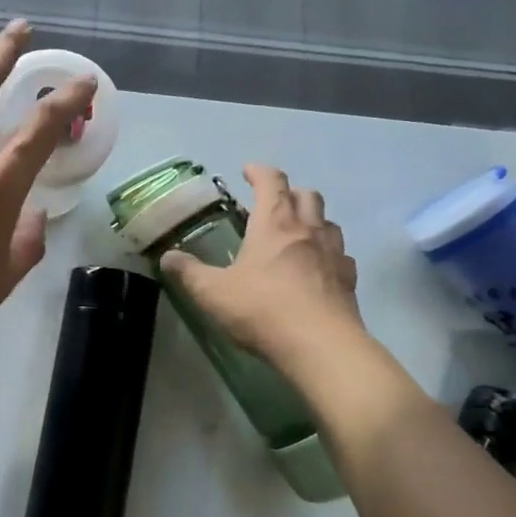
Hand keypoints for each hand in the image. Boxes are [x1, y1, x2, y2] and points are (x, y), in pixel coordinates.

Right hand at [159, 164, 361, 364]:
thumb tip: (167, 257)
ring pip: (328, 221)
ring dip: (312, 219)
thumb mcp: (212, 293)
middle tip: (270, 205)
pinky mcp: (348, 279)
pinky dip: (328, 252)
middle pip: (306, 194)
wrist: (320, 346)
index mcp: (274, 224)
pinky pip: (341, 255)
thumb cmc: (262, 310)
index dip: (259, 172)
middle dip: (288, 192)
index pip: (271, 182)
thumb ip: (188, 273)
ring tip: (295, 234)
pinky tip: (317, 268)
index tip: (247, 171)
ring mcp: (333, 253)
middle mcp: (308, 230)